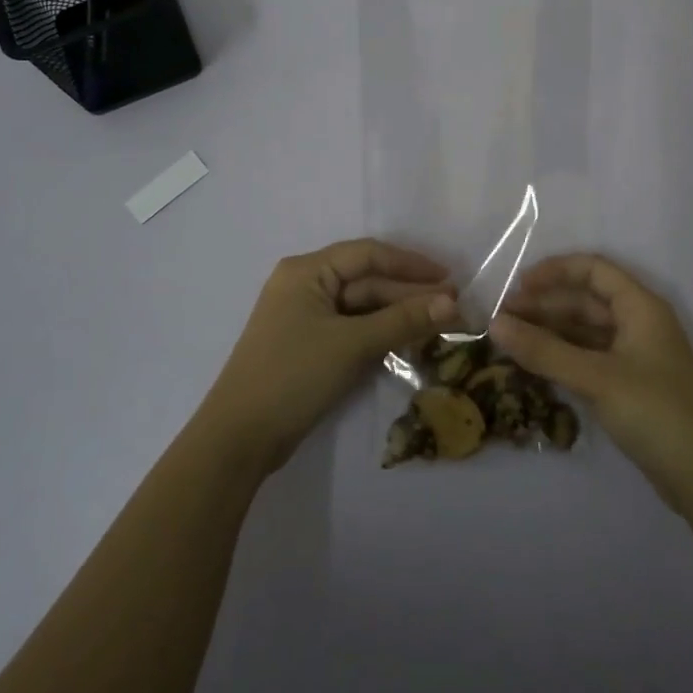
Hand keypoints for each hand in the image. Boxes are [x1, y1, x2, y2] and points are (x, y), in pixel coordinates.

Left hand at [199, 239, 458, 474]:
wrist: (239, 438)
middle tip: (453, 306)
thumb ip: (403, 320)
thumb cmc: (294, 376)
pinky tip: (409, 339)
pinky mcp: (308, 345)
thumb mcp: (352, 344)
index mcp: (307, 271)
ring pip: (361, 306)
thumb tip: (452, 303)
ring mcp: (304, 316)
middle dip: (409, 292)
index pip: (368, 254)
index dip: (411, 264)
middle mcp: (304, 285)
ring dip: (398, 314)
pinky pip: (351, 328)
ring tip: (440, 323)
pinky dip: (379, 332)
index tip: (450, 277)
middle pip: (366, 280)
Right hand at [492, 254, 692, 512]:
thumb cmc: (656, 413)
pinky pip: (589, 358)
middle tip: (501, 319)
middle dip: (545, 305)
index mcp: (640, 306)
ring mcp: (635, 356)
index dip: (554, 271)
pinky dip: (562, 357)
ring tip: (510, 341)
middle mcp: (639, 323)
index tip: (517, 285)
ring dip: (550, 332)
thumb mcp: (596, 378)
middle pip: (586, 300)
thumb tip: (494, 323)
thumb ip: (544, 351)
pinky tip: (535, 366)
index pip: (593, 270)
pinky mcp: (631, 385)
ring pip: (585, 331)